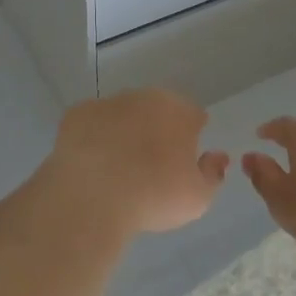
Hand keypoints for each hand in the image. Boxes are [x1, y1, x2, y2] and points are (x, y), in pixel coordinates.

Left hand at [43, 88, 228, 235]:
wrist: (92, 196)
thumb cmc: (154, 195)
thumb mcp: (198, 198)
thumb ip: (213, 174)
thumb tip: (217, 156)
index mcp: (178, 110)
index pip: (193, 115)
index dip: (191, 135)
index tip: (184, 159)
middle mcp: (144, 97)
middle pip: (157, 109)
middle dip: (157, 129)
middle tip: (151, 164)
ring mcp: (108, 102)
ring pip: (123, 114)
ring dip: (124, 131)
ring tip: (118, 167)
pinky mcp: (77, 114)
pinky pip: (92, 124)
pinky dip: (94, 138)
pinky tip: (92, 164)